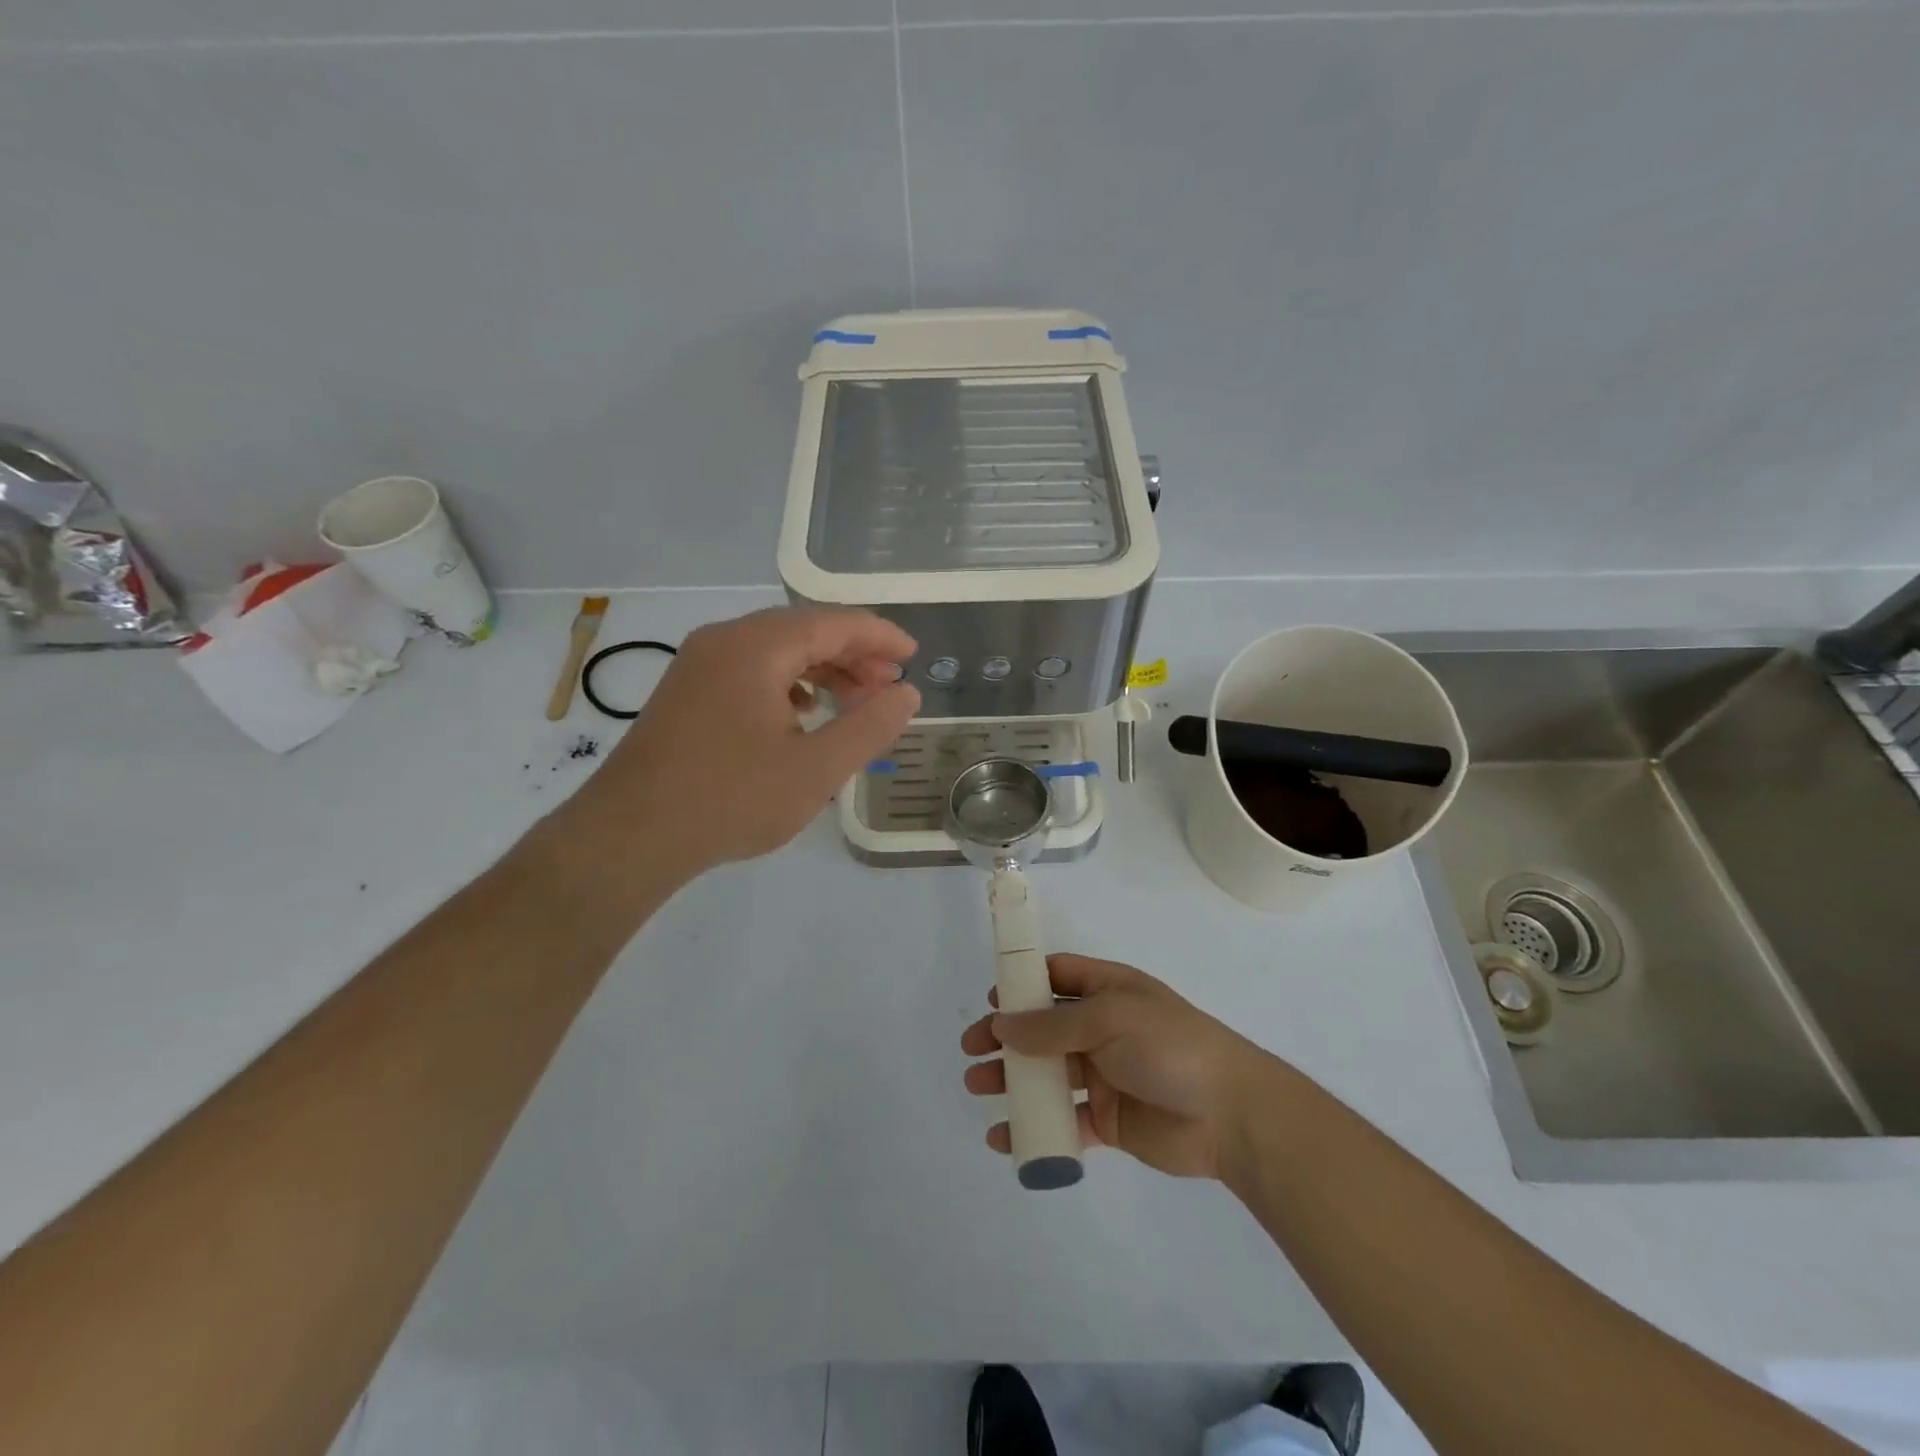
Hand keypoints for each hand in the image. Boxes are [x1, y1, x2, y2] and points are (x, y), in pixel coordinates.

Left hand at [562, 607, 918, 879]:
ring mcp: (699, 664)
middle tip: (889, 685)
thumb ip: (869, 727)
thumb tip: (906, 693)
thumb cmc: (731, 799)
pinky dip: (788, 683)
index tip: (913, 655)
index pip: (832, 622)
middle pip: (803, 630)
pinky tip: (804, 713)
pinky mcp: (687, 691)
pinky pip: (750, 669)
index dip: (879, 636)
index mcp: (756, 647)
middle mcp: (724, 640)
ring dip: (822, 669)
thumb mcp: (816, 769)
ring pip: (776, 650)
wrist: (630, 836)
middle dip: (853, 653)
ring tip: (856, 700)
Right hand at [961, 954, 1271, 1179]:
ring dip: (1012, 1079)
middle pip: (1043, 1028)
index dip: (1023, 985)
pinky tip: (1005, 1136)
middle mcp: (1102, 1028)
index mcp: (1108, 991)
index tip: (990, 1000)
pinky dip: (1035, 1126)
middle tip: (970, 1050)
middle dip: (1006, 1036)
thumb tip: (1001, 1025)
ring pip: (1047, 1073)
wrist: (1230, 1114)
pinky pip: (1063, 1119)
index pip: (1058, 976)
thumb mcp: (1109, 1019)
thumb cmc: (1169, 1047)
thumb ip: (1053, 1025)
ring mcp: (1104, 1074)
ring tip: (977, 1087)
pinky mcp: (1108, 1119)